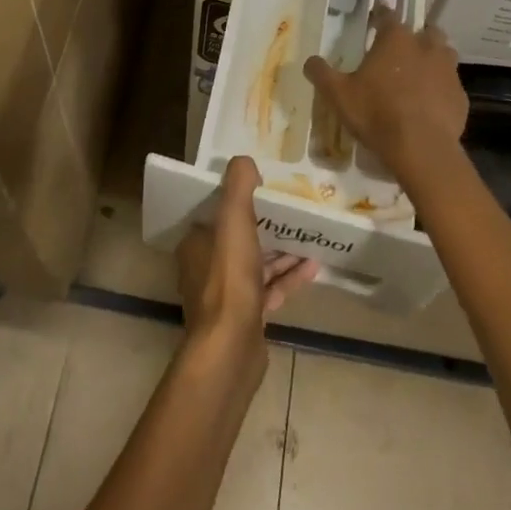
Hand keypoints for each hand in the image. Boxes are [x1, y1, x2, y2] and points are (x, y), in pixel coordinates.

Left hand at [176, 156, 318, 369]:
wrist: (231, 349)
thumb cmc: (228, 279)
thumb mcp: (233, 220)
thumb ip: (238, 187)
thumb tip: (244, 160)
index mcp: (197, 244)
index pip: (216, 213)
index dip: (239, 199)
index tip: (264, 186)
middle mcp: (206, 268)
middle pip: (239, 238)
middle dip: (265, 224)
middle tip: (292, 209)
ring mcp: (227, 296)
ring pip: (257, 264)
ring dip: (281, 251)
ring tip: (309, 234)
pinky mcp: (247, 319)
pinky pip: (270, 290)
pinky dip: (288, 277)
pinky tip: (313, 267)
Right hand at [303, 3, 467, 187]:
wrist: (421, 148)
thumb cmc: (376, 113)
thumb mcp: (338, 95)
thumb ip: (322, 73)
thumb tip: (310, 61)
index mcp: (396, 39)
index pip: (388, 16)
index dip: (381, 14)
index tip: (378, 14)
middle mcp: (426, 47)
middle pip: (426, 31)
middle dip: (415, 36)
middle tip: (402, 48)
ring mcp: (448, 71)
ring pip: (444, 54)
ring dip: (433, 59)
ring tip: (420, 73)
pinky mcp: (460, 96)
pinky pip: (451, 85)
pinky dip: (441, 89)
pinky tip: (431, 103)